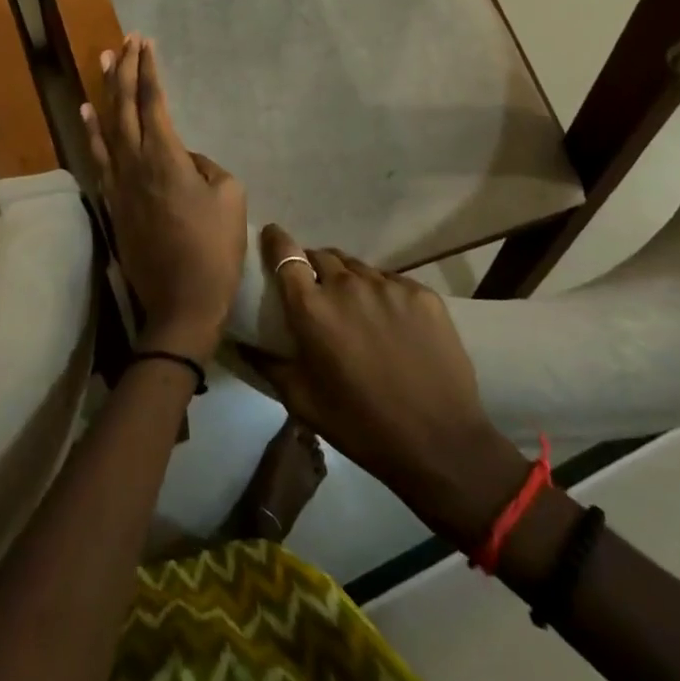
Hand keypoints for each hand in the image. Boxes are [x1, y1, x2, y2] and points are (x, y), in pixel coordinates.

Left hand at [82, 35, 246, 361]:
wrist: (180, 302)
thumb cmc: (214, 250)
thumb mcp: (230, 197)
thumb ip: (205, 165)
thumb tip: (183, 159)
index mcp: (164, 157)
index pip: (152, 101)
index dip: (147, 69)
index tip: (145, 42)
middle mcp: (134, 162)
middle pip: (123, 106)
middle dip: (123, 69)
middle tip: (123, 40)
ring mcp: (118, 183)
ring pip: (106, 126)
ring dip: (104, 91)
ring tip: (102, 61)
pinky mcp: (113, 202)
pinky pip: (99, 155)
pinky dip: (92, 131)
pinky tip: (87, 114)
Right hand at [247, 226, 529, 544]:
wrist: (439, 443)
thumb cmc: (360, 426)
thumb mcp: (302, 401)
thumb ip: (267, 364)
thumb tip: (240, 342)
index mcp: (312, 308)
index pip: (286, 254)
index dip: (276, 241)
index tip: (272, 237)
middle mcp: (347, 286)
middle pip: (322, 256)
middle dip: (313, 266)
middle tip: (316, 291)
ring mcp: (388, 286)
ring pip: (357, 267)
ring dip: (348, 279)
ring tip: (354, 306)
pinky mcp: (422, 294)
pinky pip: (391, 281)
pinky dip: (382, 292)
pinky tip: (389, 320)